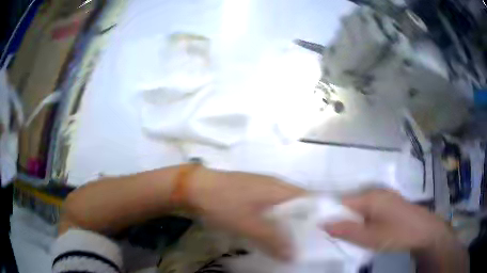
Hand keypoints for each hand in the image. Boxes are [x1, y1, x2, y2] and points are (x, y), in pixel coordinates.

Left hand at [187, 168, 306, 259]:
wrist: (194, 188)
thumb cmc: (224, 203)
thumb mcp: (249, 225)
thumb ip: (273, 240)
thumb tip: (294, 255)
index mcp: (280, 188)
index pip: (311, 199)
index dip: (318, 216)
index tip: (321, 235)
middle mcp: (275, 185)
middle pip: (299, 205)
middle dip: (303, 224)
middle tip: (305, 243)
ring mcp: (262, 188)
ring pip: (283, 208)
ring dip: (288, 224)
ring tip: (290, 242)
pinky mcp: (251, 194)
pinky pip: (270, 209)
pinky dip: (274, 221)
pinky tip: (270, 233)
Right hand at [324, 189, 452, 251]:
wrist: (424, 231)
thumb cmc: (397, 233)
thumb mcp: (370, 237)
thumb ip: (346, 231)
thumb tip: (322, 223)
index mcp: (369, 197)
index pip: (341, 201)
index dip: (330, 214)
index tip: (321, 229)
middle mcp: (375, 192)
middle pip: (350, 204)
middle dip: (341, 219)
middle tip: (334, 236)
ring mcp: (384, 196)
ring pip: (360, 208)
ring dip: (353, 221)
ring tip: (348, 236)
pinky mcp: (389, 203)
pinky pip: (370, 210)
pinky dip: (363, 220)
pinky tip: (365, 231)